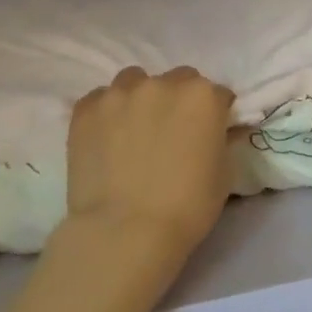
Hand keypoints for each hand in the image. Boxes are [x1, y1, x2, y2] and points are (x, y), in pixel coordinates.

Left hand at [66, 65, 237, 252]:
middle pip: (179, 80)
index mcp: (203, 96)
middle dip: (180, 100)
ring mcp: (121, 93)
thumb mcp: (225, 173)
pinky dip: (108, 111)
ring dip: (142, 98)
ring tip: (135, 129)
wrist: (125, 231)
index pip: (218, 93)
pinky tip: (107, 137)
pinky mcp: (86, 109)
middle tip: (173, 131)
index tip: (210, 133)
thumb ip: (222, 140)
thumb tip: (219, 131)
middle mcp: (164, 83)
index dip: (215, 114)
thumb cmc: (187, 206)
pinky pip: (101, 98)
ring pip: (136, 81)